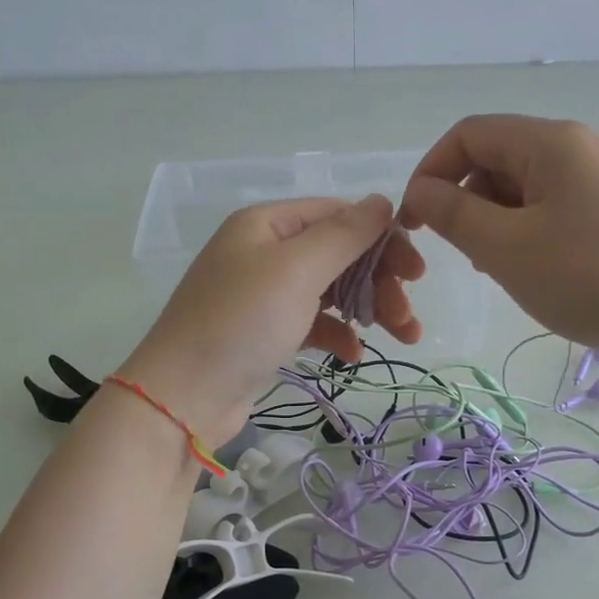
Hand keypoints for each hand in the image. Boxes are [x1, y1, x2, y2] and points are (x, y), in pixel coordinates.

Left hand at [119, 194, 422, 443]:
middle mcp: (265, 251)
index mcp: (268, 223)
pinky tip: (353, 355)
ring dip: (369, 309)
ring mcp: (264, 293)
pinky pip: (313, 322)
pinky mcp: (265, 332)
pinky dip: (338, 334)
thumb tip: (382, 201)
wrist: (182, 398)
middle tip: (407, 315)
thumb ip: (344, 234)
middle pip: (339, 253)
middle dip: (379, 281)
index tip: (415, 273)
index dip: (382, 238)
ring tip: (403, 338)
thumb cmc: (241, 323)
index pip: (339, 215)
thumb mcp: (296, 270)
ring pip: (331, 290)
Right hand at [401, 115, 598, 358]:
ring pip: (524, 185)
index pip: (469, 134)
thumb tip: (421, 191)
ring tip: (497, 267)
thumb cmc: (587, 277)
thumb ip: (453, 214)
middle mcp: (579, 147)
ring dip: (494, 219)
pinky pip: (552, 206)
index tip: (414, 221)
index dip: (431, 171)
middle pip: (497, 157)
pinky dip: (526, 230)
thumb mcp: (505, 247)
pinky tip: (532, 269)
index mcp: (551, 141)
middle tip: (461, 252)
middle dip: (465, 199)